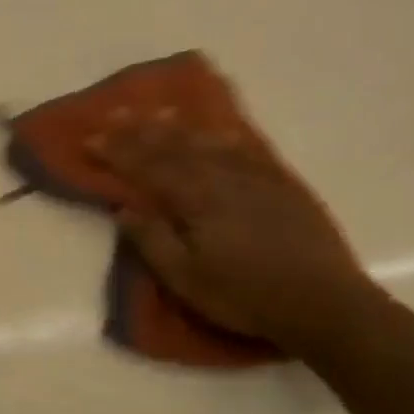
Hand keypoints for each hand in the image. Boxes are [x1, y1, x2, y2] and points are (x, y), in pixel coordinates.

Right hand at [89, 122, 374, 353]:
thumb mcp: (186, 279)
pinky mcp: (283, 186)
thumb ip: (153, 241)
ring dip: (181, 126)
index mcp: (197, 201)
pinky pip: (247, 150)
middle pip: (176, 147)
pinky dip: (225, 136)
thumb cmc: (244, 296)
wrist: (324, 302)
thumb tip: (123, 209)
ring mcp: (257, 178)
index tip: (90, 139)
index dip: (117, 152)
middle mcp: (225, 178)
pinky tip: (218, 132)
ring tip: (159, 111)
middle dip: (142, 130)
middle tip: (117, 113)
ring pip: (210, 142)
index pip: (148, 168)